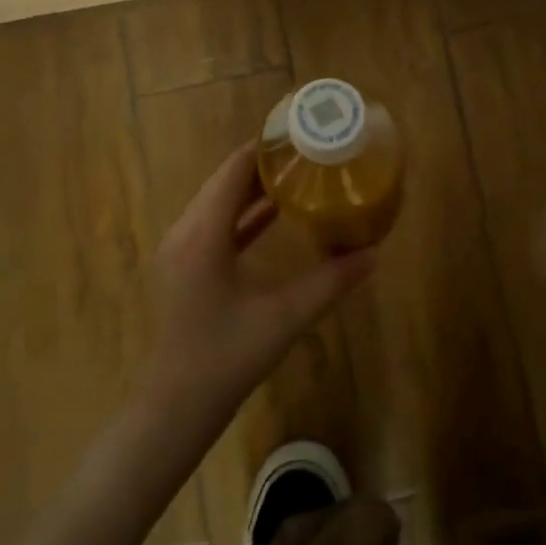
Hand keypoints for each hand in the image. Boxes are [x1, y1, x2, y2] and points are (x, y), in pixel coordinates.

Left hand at [135, 143, 376, 435]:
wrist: (172, 411)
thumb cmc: (224, 360)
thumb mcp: (283, 319)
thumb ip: (330, 283)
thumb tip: (373, 254)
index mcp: (203, 235)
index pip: (233, 171)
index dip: (264, 147)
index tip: (301, 133)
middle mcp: (185, 233)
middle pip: (225, 181)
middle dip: (264, 164)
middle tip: (309, 153)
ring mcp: (180, 251)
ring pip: (219, 203)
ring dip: (253, 188)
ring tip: (298, 175)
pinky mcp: (184, 269)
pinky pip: (215, 225)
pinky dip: (243, 214)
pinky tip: (275, 214)